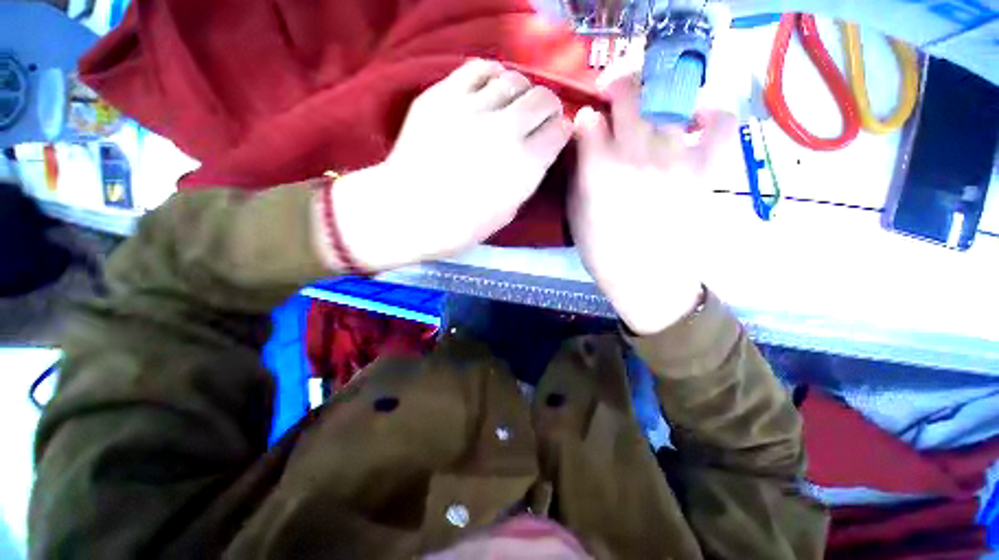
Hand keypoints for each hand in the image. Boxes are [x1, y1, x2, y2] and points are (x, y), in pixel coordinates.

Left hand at [330, 59, 571, 270]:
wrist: (410, 212)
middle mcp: (508, 130)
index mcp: (527, 164)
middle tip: (536, 120)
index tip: (553, 137)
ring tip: (510, 108)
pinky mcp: (445, 95)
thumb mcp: (508, 212)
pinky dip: (492, 77)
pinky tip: (489, 92)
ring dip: (520, 94)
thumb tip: (535, 154)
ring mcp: (475, 108)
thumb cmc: (462, 225)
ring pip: (515, 80)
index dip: (560, 132)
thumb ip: (527, 178)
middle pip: (543, 99)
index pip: (560, 130)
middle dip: (546, 109)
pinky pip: (480, 69)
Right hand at [569, 74, 737, 334]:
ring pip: (668, 98)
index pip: (588, 118)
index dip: (585, 117)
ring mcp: (675, 156)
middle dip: (618, 82)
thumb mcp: (575, 213)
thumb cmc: (602, 250)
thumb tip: (583, 142)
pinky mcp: (704, 168)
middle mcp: (636, 153)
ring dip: (654, 96)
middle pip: (629, 91)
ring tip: (650, 108)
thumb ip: (578, 172)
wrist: (646, 277)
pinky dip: (712, 109)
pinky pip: (720, 121)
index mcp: (599, 170)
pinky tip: (696, 114)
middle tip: (615, 92)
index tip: (586, 126)